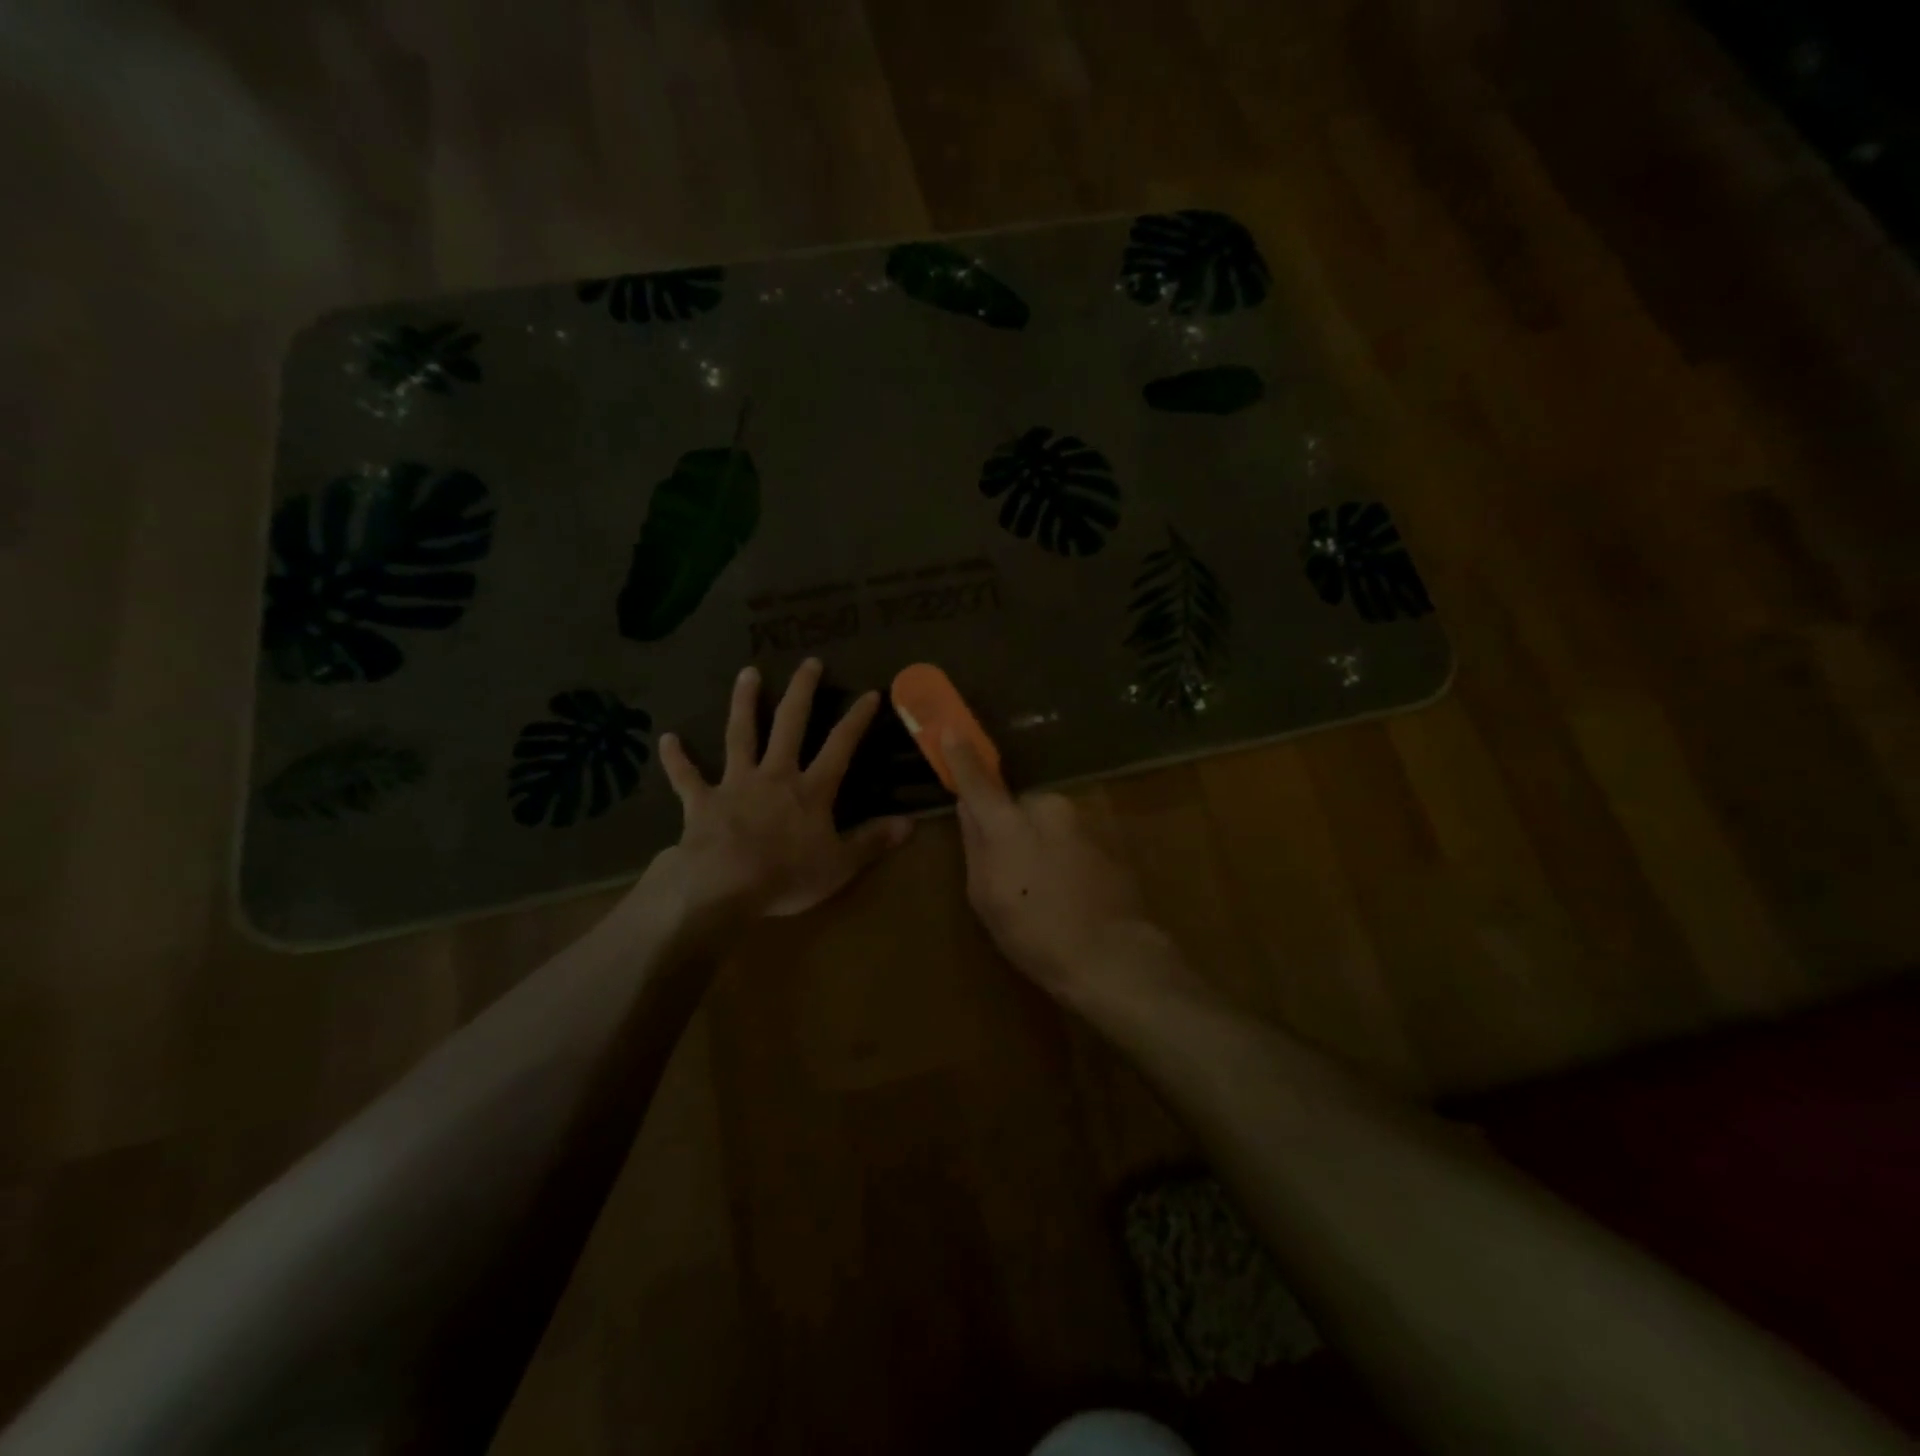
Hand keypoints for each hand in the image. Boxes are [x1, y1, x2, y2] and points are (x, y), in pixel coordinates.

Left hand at [635, 659, 912, 934]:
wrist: (724, 885)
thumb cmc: (787, 875)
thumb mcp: (840, 865)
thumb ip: (873, 841)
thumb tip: (911, 824)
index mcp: (811, 790)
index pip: (840, 745)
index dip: (856, 719)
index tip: (869, 692)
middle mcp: (775, 775)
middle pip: (790, 724)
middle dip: (802, 692)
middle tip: (809, 662)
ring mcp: (736, 784)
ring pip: (740, 735)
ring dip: (744, 703)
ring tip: (747, 673)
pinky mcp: (702, 800)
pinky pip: (687, 777)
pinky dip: (676, 759)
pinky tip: (667, 739)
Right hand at [947, 733, 1195, 1011]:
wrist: (1112, 956)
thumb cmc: (1035, 933)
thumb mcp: (986, 897)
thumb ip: (975, 845)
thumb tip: (969, 809)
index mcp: (1009, 823)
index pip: (977, 782)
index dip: (961, 756)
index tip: (950, 729)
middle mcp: (1047, 809)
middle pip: (1017, 805)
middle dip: (1009, 824)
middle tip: (1007, 868)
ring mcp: (1082, 821)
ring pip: (1046, 821)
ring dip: (1038, 841)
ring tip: (1043, 888)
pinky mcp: (1106, 838)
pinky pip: (1070, 837)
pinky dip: (1062, 853)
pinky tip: (1068, 891)